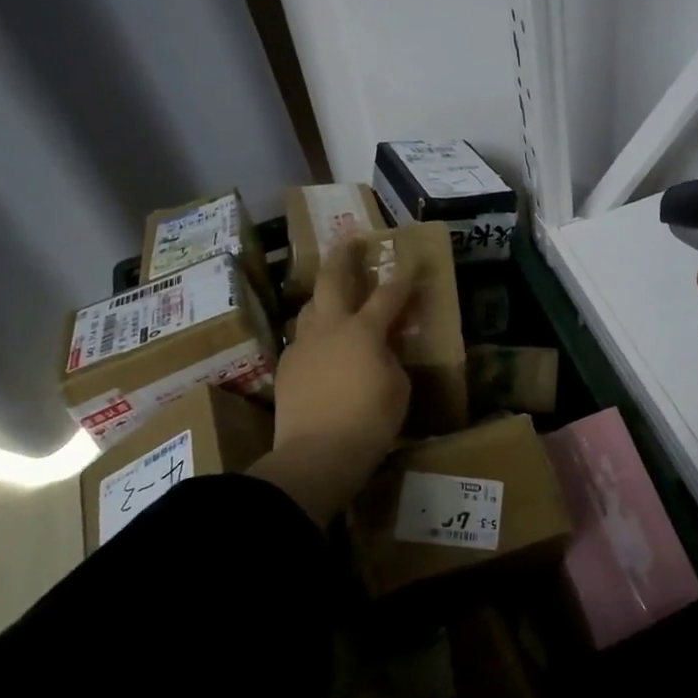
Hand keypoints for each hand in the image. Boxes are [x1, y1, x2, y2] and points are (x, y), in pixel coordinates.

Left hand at [253, 238, 415, 522]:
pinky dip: (315, 333)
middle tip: (349, 240)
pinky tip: (322, 345)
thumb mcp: (397, 388)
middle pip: (332, 280)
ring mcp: (303, 346)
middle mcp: (330, 328)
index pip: (388, 294)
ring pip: (310, 307)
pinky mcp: (286, 367)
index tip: (411, 259)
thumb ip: (390, 359)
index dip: (403, 276)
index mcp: (363, 330)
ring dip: (323, 295)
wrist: (315, 457)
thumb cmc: (368, 422)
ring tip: (332, 293)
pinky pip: (302, 339)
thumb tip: (381, 350)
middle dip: (343, 256)